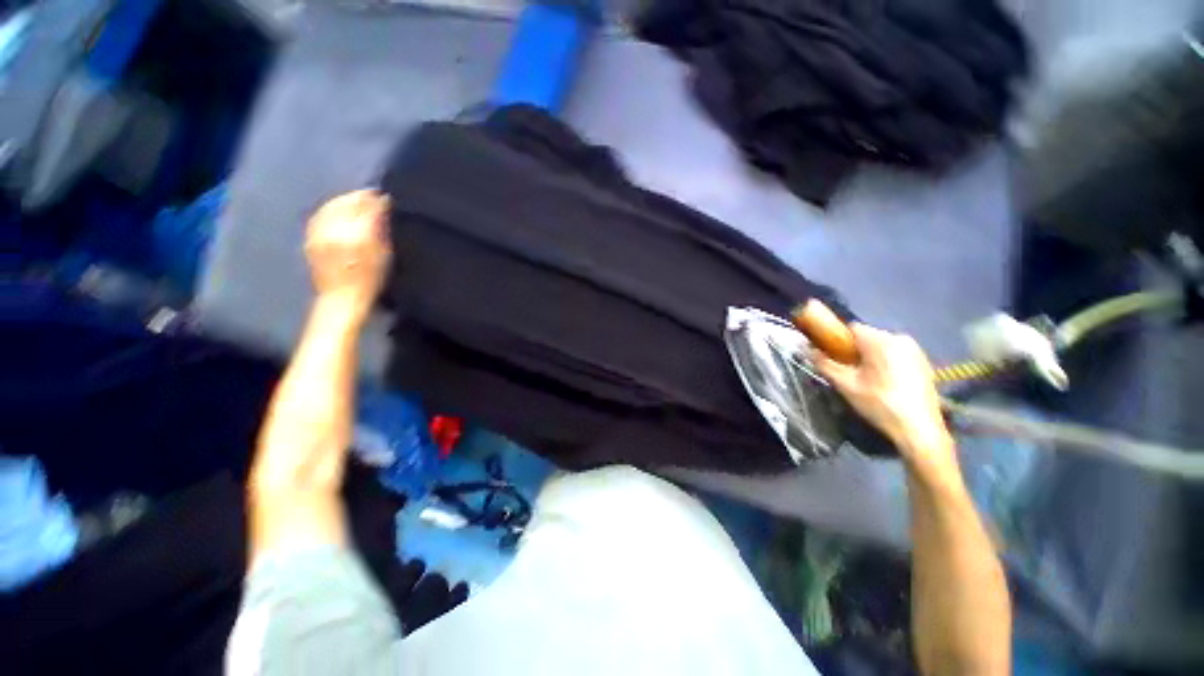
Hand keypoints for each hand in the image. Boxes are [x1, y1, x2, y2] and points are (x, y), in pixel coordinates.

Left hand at [305, 190, 392, 317]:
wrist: (341, 298)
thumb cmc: (371, 280)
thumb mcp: (384, 255)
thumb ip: (381, 229)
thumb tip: (382, 207)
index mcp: (356, 234)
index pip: (366, 208)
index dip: (376, 200)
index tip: (385, 197)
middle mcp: (335, 229)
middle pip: (346, 204)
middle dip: (359, 197)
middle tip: (371, 195)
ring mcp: (319, 233)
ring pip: (331, 207)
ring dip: (344, 200)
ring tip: (356, 200)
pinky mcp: (311, 238)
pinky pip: (320, 215)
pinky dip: (330, 209)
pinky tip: (337, 210)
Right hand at [814, 323, 956, 478]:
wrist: (920, 430)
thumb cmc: (879, 404)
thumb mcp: (845, 385)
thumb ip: (824, 363)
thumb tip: (805, 348)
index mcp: (881, 340)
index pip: (850, 328)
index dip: (836, 341)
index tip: (832, 357)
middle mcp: (901, 338)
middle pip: (866, 337)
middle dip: (853, 351)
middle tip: (848, 373)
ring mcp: (916, 350)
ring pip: (881, 347)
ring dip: (869, 358)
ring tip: (865, 381)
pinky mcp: (924, 363)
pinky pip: (895, 355)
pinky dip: (885, 364)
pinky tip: (884, 385)